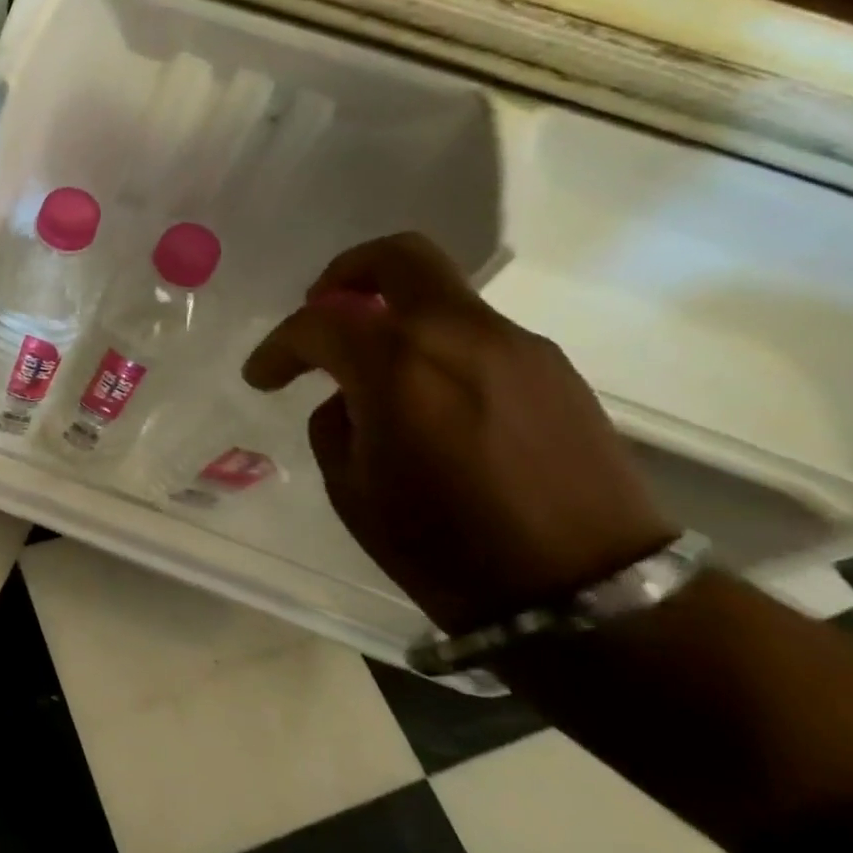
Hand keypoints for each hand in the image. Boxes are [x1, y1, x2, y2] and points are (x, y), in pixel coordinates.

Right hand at [243, 233, 675, 633]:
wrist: (589, 595)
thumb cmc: (447, 550)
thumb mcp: (353, 491)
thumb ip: (336, 423)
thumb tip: (350, 398)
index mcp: (397, 366)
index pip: (318, 324)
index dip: (278, 347)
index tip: (262, 376)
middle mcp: (459, 334)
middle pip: (397, 258)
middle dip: (346, 274)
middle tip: (321, 310)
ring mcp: (516, 345)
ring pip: (441, 296)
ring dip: (395, 317)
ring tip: (377, 374)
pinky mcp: (553, 369)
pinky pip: (476, 333)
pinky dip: (437, 346)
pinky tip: (432, 401)